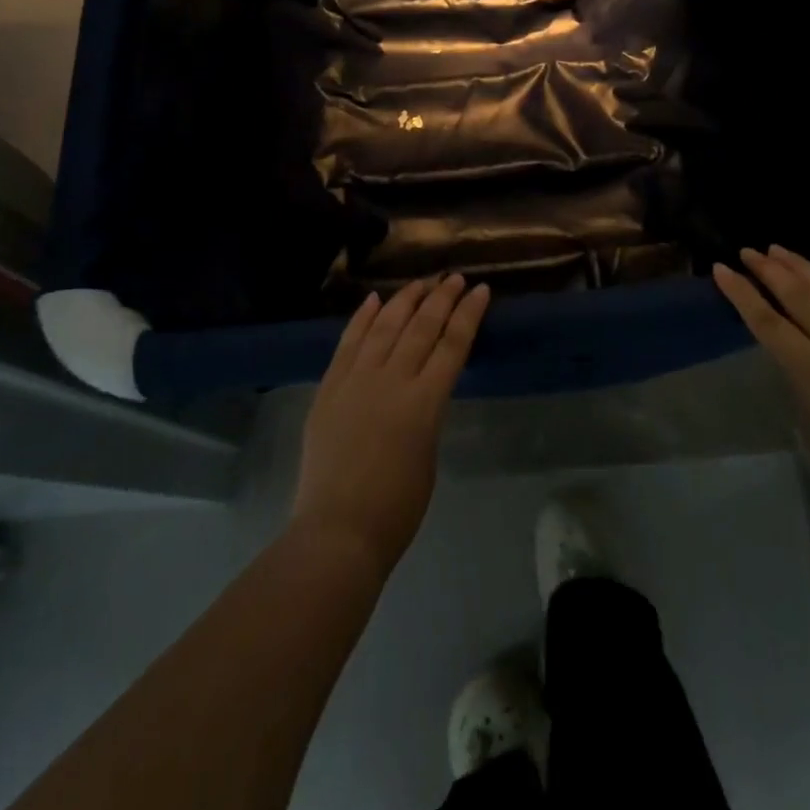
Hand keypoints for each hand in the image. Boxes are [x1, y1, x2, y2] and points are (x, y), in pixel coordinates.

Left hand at [292, 274, 490, 580]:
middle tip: (453, 278)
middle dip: (441, 298)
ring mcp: (357, 380)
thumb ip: (425, 414)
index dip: (468, 314)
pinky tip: (374, 300)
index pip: (453, 345)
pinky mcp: (329, 388)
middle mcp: (392, 381)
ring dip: (405, 300)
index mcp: (425, 403)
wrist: (338, 531)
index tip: (479, 290)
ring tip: (420, 282)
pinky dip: (362, 318)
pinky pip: (348, 343)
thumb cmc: (396, 508)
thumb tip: (418, 391)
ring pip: (385, 326)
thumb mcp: (427, 454)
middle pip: (421, 327)